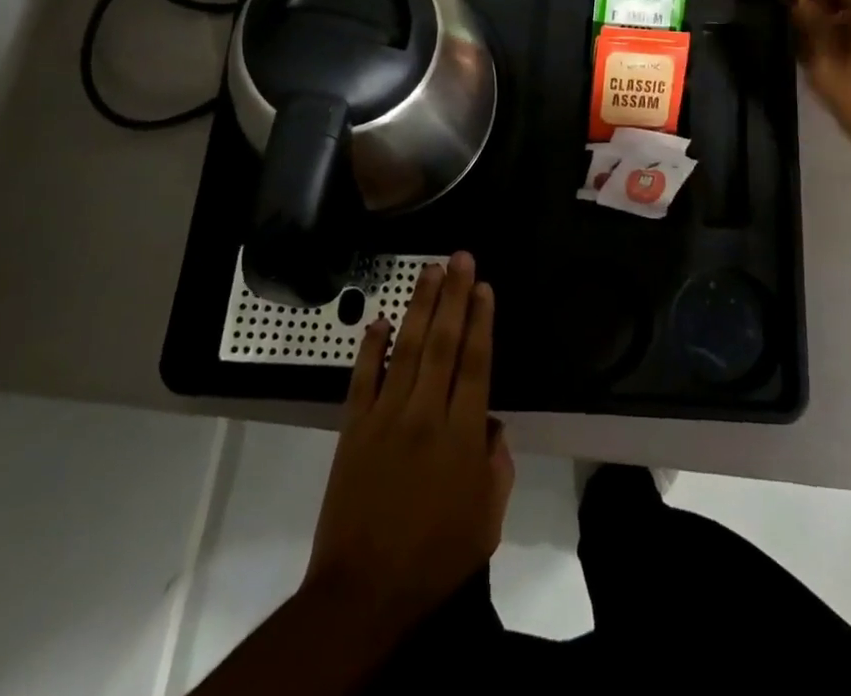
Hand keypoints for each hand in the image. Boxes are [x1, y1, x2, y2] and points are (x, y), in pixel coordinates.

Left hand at [303, 251, 513, 638]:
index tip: (484, 286)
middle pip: (442, 343)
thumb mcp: (487, 520)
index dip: (481, 321)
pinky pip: (362, 378)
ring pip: (405, 348)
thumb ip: (497, 465)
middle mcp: (425, 414)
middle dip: (453, 296)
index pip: (475, 363)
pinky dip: (370, 346)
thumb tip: (490, 423)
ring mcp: (385, 417)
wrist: (363, 594)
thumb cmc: (435, 560)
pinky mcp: (353, 428)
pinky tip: (379, 319)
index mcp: (462, 436)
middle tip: (460, 257)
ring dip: (419, 306)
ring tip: (429, 270)